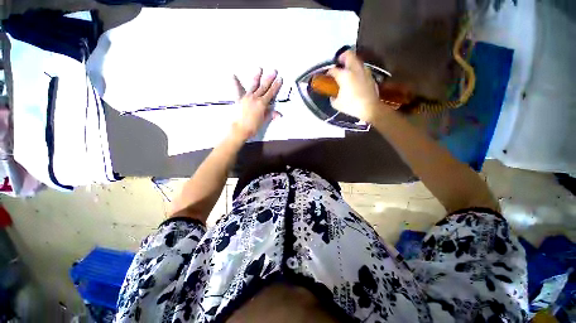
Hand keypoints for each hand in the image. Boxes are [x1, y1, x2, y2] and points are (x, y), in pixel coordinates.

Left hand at [231, 69, 282, 139]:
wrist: (239, 129)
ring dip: (257, 77)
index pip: (271, 93)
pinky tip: (233, 75)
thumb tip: (278, 114)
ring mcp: (246, 97)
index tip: (279, 79)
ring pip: (253, 85)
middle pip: (264, 87)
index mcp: (262, 103)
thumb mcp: (263, 121)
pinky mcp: (238, 99)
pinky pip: (237, 90)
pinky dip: (235, 83)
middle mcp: (255, 98)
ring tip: (259, 69)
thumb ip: (270, 115)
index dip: (276, 86)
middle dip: (269, 79)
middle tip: (274, 71)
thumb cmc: (253, 127)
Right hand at [327, 50, 383, 122]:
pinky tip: (355, 79)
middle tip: (339, 63)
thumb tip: (333, 96)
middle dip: (342, 57)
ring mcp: (364, 71)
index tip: (327, 76)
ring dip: (351, 63)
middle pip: (348, 55)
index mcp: (344, 75)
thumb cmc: (351, 106)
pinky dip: (357, 70)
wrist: (370, 108)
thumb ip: (333, 97)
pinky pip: (362, 68)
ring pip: (357, 60)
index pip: (333, 70)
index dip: (328, 72)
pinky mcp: (370, 76)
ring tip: (347, 71)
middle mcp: (354, 69)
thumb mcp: (336, 104)